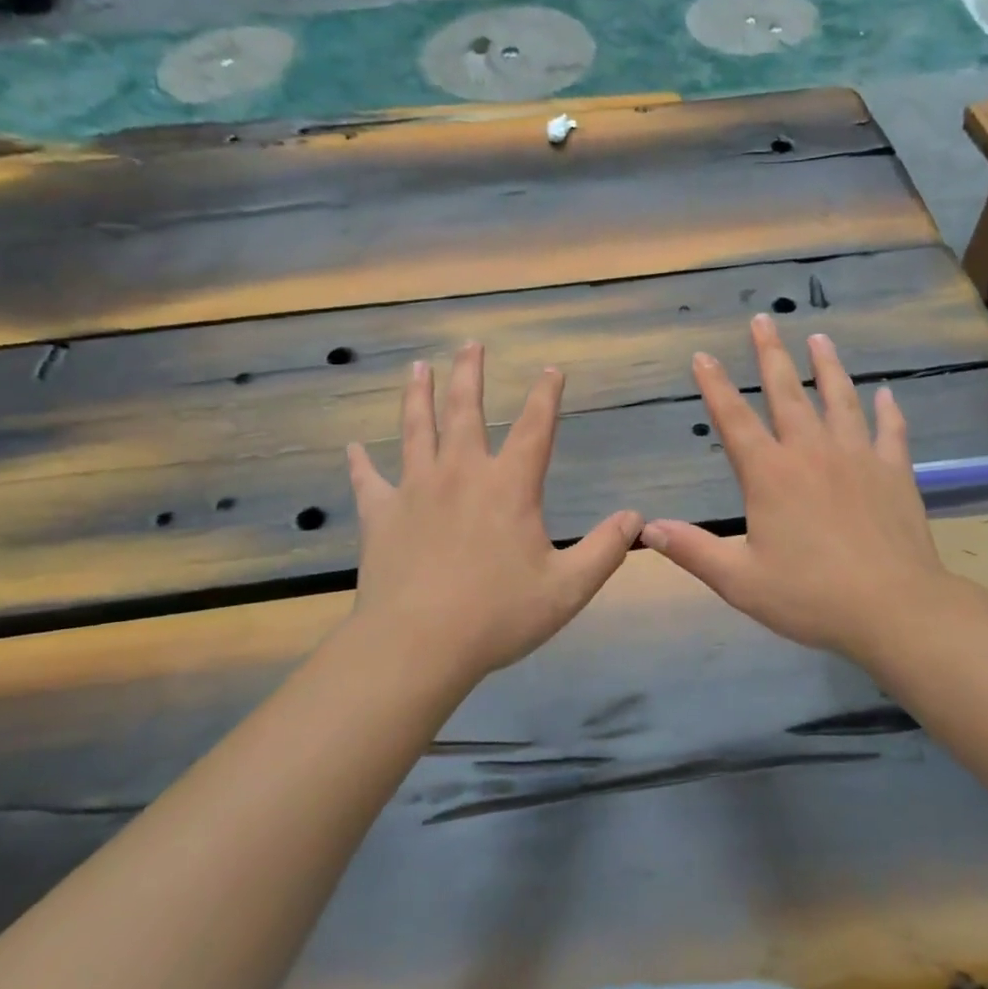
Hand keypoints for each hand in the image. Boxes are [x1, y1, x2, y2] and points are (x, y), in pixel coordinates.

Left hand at [347, 342, 642, 680]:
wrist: (418, 644)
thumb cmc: (497, 616)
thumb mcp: (567, 588)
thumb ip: (605, 550)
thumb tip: (636, 517)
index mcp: (509, 486)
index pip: (535, 428)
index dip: (546, 395)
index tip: (551, 370)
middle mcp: (461, 473)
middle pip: (465, 410)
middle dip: (470, 374)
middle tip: (470, 344)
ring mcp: (415, 489)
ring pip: (415, 429)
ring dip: (417, 396)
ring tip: (417, 367)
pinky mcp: (380, 514)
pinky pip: (368, 480)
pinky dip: (359, 463)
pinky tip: (352, 448)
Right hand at [641, 314, 969, 662]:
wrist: (894, 609)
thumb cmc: (811, 596)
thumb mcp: (740, 580)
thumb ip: (693, 551)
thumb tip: (647, 529)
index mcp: (770, 475)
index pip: (734, 420)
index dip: (715, 386)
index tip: (702, 356)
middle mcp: (811, 453)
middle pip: (786, 393)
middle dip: (770, 355)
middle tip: (762, 320)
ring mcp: (857, 457)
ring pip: (839, 399)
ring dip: (827, 366)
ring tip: (819, 338)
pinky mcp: (894, 472)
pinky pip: (889, 431)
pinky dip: (887, 410)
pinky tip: (886, 393)